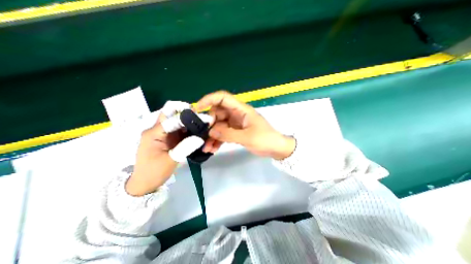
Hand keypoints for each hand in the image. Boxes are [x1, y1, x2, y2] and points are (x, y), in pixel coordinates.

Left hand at [126, 101, 212, 195]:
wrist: (145, 183)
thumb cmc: (154, 172)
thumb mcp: (171, 160)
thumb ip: (186, 147)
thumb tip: (201, 137)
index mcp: (154, 133)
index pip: (173, 119)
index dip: (189, 117)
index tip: (204, 117)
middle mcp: (158, 129)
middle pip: (171, 113)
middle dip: (187, 111)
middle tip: (202, 116)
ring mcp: (163, 133)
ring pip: (177, 119)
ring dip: (189, 120)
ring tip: (202, 123)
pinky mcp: (169, 137)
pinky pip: (179, 129)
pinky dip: (189, 128)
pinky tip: (197, 130)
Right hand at [196, 92, 292, 158]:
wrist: (275, 148)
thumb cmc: (265, 139)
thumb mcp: (247, 137)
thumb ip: (228, 134)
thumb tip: (211, 132)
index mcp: (241, 110)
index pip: (223, 98)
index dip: (209, 100)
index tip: (197, 109)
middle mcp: (236, 114)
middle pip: (217, 113)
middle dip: (209, 124)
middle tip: (203, 136)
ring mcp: (235, 124)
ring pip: (218, 126)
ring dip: (211, 136)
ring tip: (206, 148)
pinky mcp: (235, 132)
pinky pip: (223, 134)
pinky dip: (217, 141)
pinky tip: (212, 149)